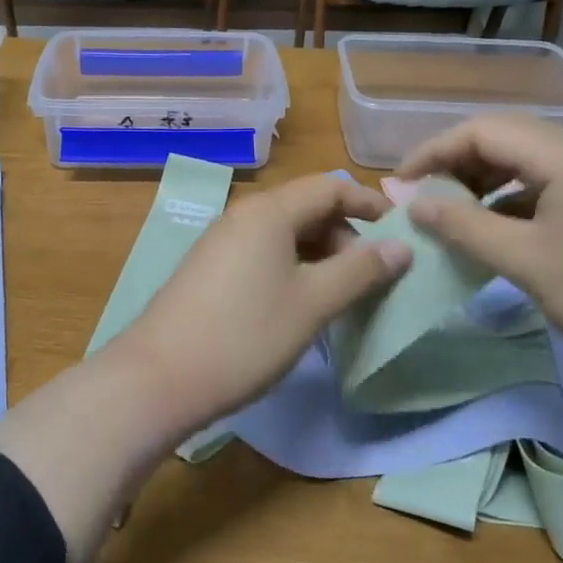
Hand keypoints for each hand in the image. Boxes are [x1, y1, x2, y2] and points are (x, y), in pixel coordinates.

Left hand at [112, 174, 410, 427]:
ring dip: (320, 255)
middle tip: (372, 278)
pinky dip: (292, 268)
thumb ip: (359, 270)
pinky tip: (301, 305)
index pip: (331, 187)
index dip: (370, 204)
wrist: (160, 376)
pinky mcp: (210, 268)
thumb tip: (401, 246)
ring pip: (284, 233)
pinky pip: (263, 253)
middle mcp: (243, 215)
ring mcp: (221, 241)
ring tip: (342, 295)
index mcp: (269, 211)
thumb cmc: (246, 335)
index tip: (402, 233)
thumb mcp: (313, 303)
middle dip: (346, 235)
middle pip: (307, 208)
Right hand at [398, 115, 562, 390]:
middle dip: (458, 166)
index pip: (483, 130)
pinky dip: (521, 202)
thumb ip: (463, 226)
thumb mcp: (528, 263)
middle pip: (508, 140)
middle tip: (426, 202)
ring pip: (533, 164)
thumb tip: (412, 202)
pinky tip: (508, 234)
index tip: (399, 185)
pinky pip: (558, 187)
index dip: (433, 151)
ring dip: (488, 185)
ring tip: (459, 219)